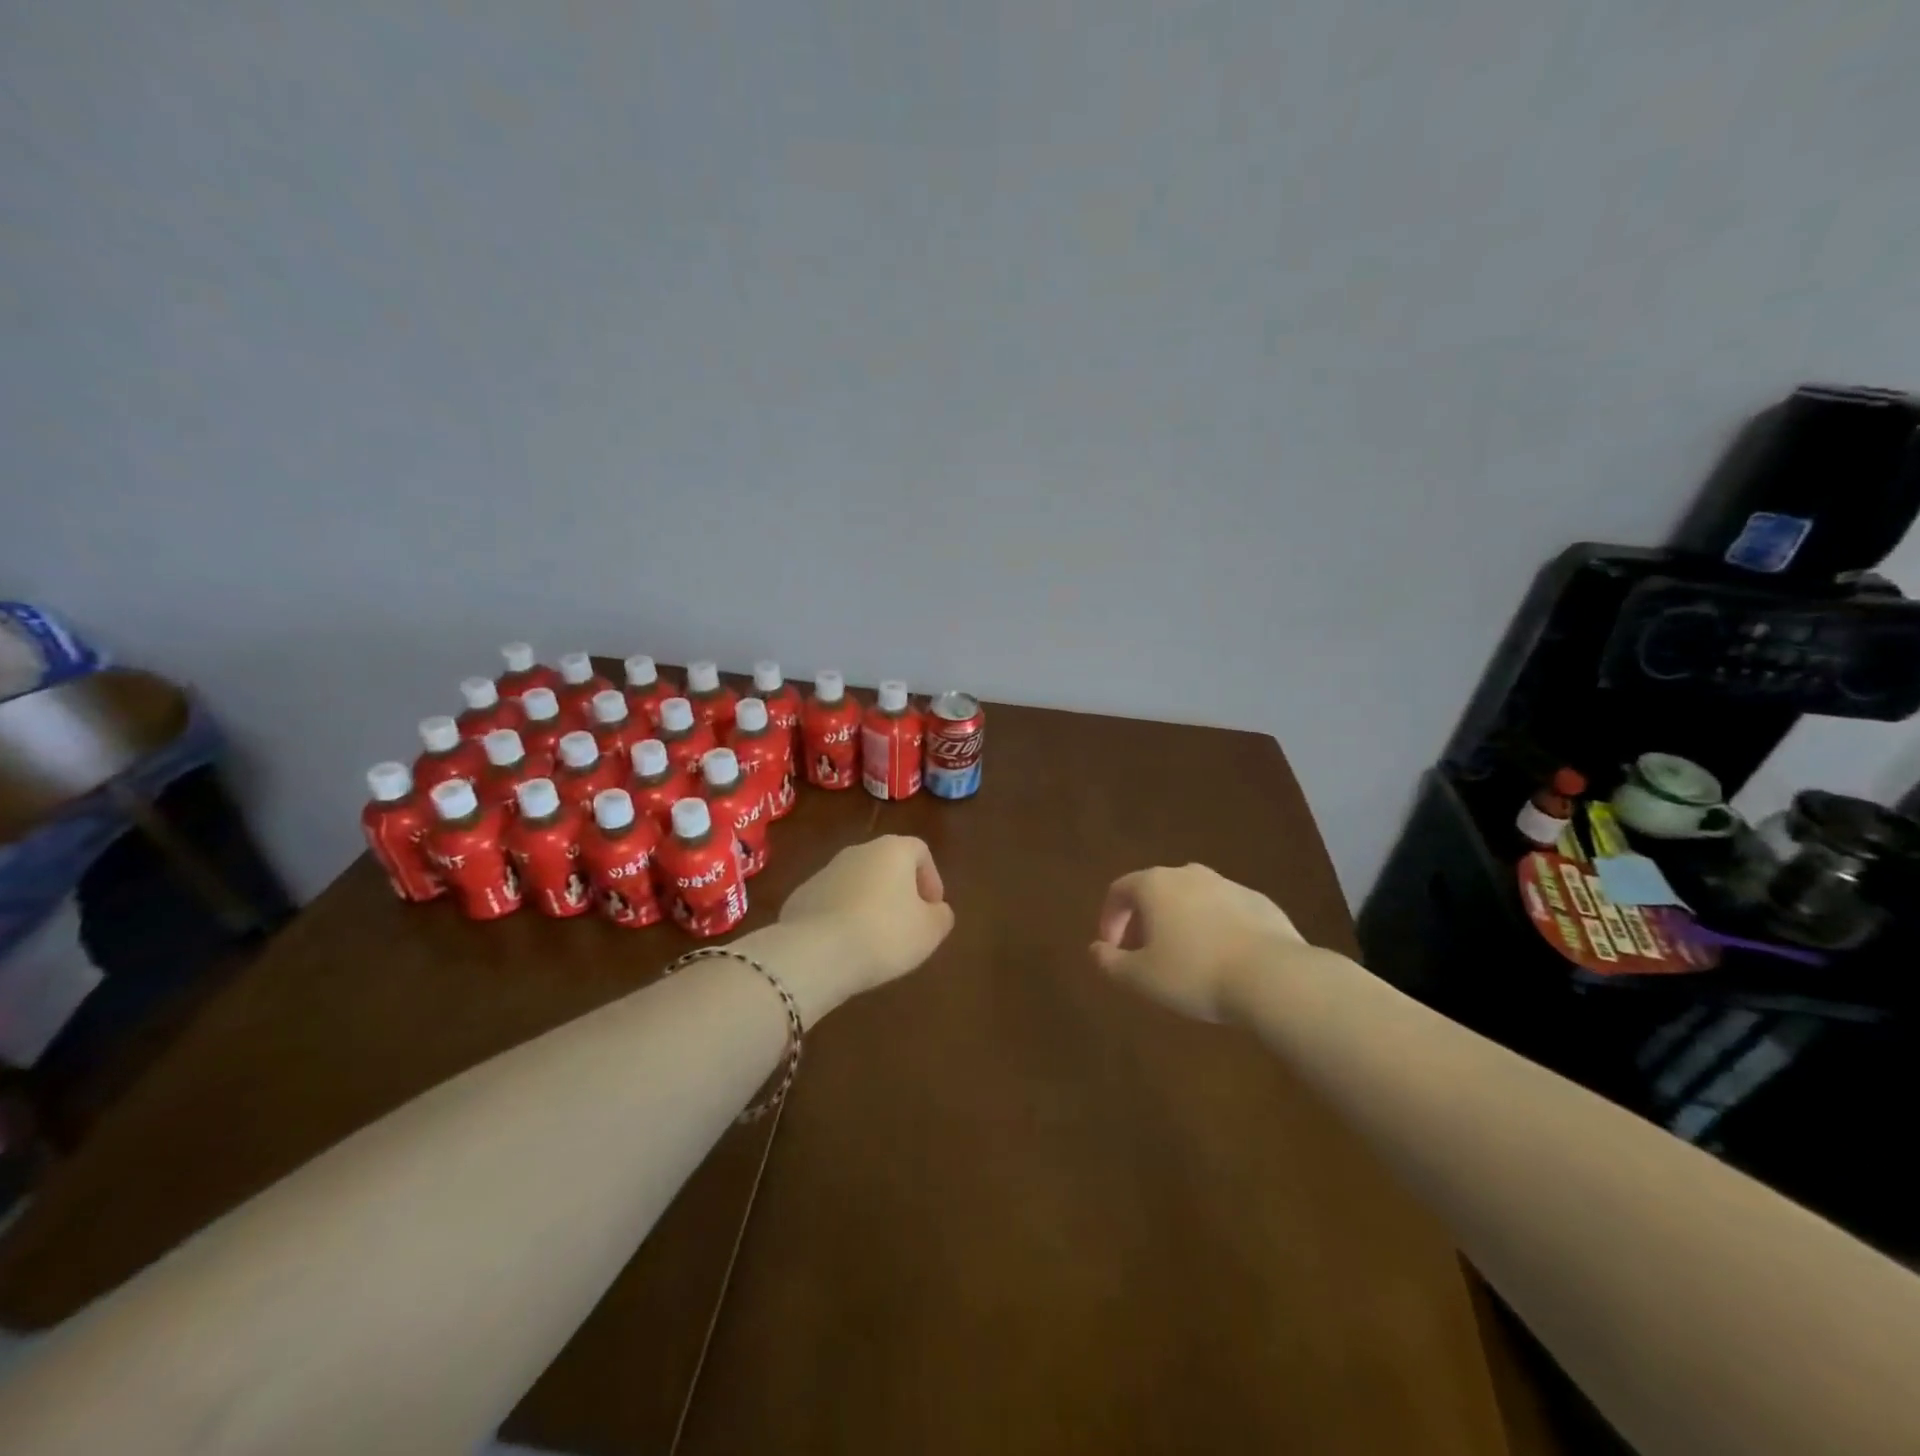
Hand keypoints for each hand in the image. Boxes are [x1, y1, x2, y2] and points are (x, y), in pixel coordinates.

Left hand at [777, 835, 955, 999]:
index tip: (933, 909)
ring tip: (875, 940)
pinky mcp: (800, 896)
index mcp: (892, 850)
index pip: (919, 851)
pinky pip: (831, 903)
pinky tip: (845, 946)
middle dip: (899, 891)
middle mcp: (857, 851)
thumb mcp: (930, 931)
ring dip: (869, 904)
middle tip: (907, 924)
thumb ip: (941, 916)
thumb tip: (936, 911)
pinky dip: (842, 918)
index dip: (931, 878)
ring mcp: (824, 872)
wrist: (816, 953)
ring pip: (857, 883)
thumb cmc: (885, 934)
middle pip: (886, 864)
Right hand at [1090, 864, 1305, 1022]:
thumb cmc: (1194, 973)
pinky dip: (1213, 927)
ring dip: (1180, 921)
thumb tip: (1095, 949)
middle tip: (1144, 952)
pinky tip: (1221, 958)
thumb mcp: (1141, 977)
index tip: (1112, 948)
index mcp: (1155, 884)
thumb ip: (1110, 962)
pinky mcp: (1259, 901)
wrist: (1273, 977)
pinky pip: (1224, 911)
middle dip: (1144, 919)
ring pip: (1191, 898)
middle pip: (1155, 890)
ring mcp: (1227, 884)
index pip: (1119, 890)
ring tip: (1183, 957)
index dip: (1110, 918)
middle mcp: (1189, 874)